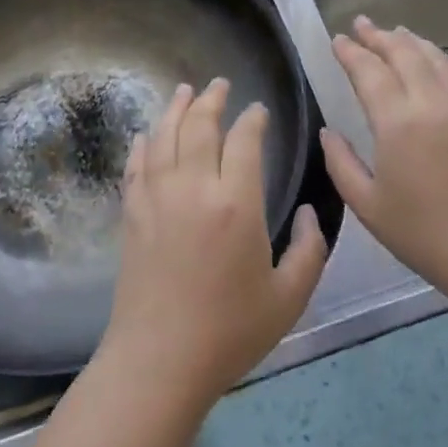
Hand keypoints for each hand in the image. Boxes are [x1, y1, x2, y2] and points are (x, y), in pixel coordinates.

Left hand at [97, 79, 328, 416]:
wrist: (158, 362)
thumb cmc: (230, 332)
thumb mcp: (289, 297)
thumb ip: (311, 250)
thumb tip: (314, 214)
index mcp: (237, 204)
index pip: (244, 140)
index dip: (253, 119)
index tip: (259, 110)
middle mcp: (194, 188)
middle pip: (199, 126)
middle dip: (212, 100)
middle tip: (220, 84)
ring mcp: (157, 199)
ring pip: (164, 137)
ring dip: (175, 109)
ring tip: (184, 91)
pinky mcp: (132, 215)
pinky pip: (136, 167)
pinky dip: (143, 144)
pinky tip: (147, 134)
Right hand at [321, 17, 447, 310]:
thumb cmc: (422, 233)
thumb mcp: (367, 205)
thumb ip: (341, 163)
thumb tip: (328, 132)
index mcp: (396, 122)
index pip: (369, 72)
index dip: (351, 53)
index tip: (337, 39)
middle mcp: (430, 104)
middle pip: (404, 54)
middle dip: (379, 36)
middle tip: (362, 24)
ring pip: (436, 59)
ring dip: (414, 42)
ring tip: (397, 32)